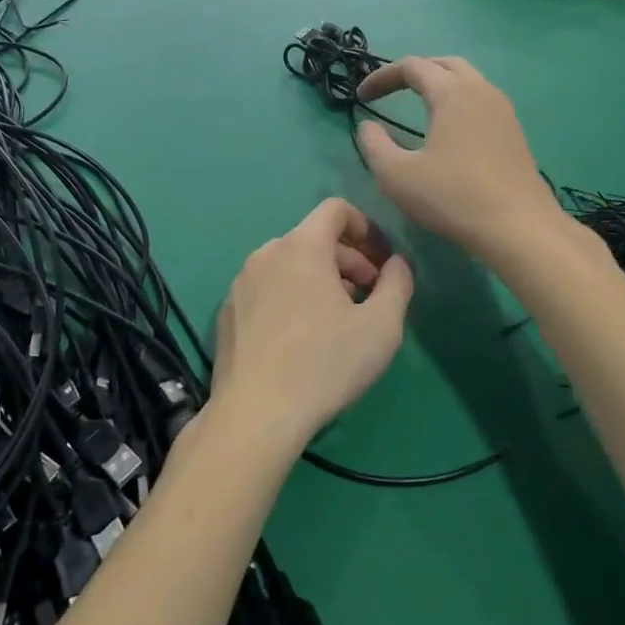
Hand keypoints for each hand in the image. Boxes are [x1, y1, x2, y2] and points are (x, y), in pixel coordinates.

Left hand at [211, 198, 412, 447]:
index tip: (382, 261)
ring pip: (290, 264)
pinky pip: (267, 288)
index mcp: (302, 246)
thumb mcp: (381, 326)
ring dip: (320, 280)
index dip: (365, 227)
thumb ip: (397, 284)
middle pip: (315, 238)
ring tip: (338, 321)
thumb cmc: (325, 364)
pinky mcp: (227, 311)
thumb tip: (397, 263)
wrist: (255, 414)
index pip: (335, 209)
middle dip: (348, 260)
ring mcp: (241, 282)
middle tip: (369, 298)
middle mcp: (267, 253)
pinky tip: (301, 340)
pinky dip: (291, 297)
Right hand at [355, 57, 561, 257]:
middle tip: (391, 91)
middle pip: (444, 64)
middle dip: (414, 71)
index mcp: (452, 93)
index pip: (411, 66)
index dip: (381, 76)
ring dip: (439, 84)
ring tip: (418, 105)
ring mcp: (503, 110)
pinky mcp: (514, 132)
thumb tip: (369, 127)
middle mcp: (481, 91)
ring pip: (468, 80)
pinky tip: (449, 130)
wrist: (519, 228)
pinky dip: (458, 101)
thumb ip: (374, 145)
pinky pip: (482, 100)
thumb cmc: (453, 197)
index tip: (361, 97)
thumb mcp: (396, 175)